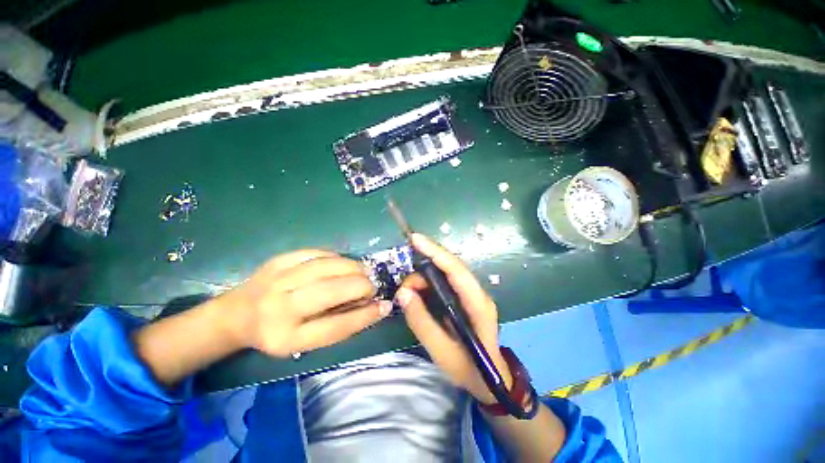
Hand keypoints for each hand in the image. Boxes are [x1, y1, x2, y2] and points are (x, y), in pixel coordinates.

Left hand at [224, 249, 392, 356]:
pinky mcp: (278, 260)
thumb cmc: (276, 333)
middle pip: (331, 291)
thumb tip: (374, 305)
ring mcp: (277, 279)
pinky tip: (341, 264)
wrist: (235, 314)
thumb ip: (338, 325)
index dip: (365, 315)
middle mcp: (280, 308)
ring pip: (327, 267)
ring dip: (353, 268)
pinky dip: (336, 257)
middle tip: (370, 287)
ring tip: (361, 273)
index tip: (384, 306)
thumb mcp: (304, 342)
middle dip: (361, 286)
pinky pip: (317, 253)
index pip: (335, 327)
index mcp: (287, 338)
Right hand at [395, 233, 511, 403]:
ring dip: (424, 278)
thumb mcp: (441, 351)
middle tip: (404, 288)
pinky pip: (444, 282)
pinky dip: (428, 284)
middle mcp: (476, 292)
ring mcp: (471, 294)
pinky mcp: (464, 297)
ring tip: (409, 296)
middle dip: (423, 268)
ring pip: (445, 273)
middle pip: (450, 267)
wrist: (489, 380)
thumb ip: (421, 321)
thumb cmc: (469, 369)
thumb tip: (403, 293)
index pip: (456, 270)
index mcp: (478, 303)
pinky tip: (417, 294)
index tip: (415, 239)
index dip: (436, 252)